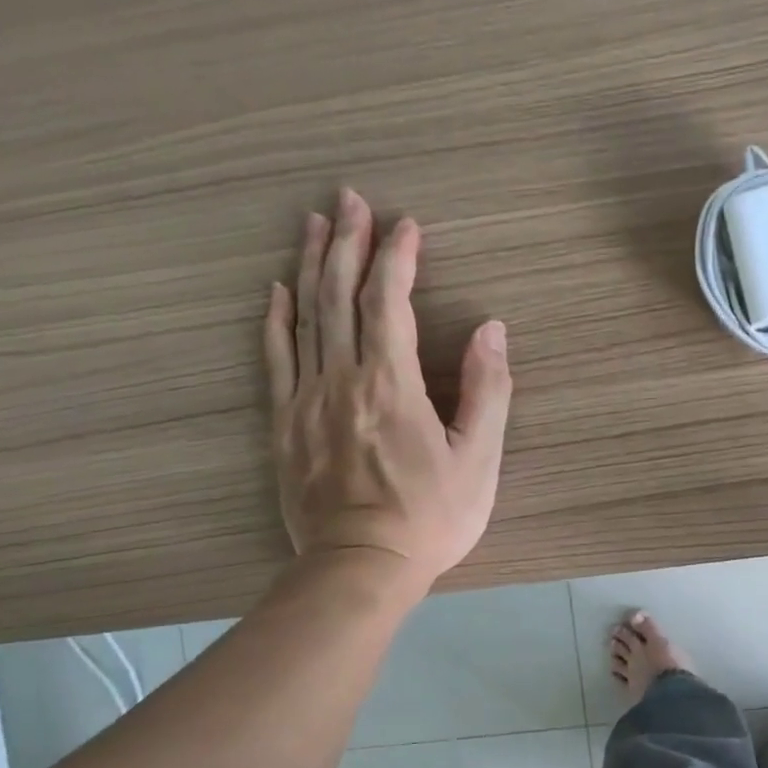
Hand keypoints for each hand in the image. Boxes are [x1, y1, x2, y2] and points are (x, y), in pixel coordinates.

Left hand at [263, 188, 510, 590]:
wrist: (361, 567)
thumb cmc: (432, 518)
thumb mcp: (479, 460)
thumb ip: (488, 392)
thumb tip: (492, 330)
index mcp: (392, 385)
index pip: (389, 303)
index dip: (397, 258)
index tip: (407, 224)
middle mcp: (343, 380)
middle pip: (339, 297)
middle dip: (348, 243)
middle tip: (352, 199)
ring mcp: (306, 401)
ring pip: (305, 318)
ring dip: (311, 266)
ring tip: (316, 223)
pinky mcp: (285, 425)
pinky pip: (275, 360)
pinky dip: (276, 320)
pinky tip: (277, 291)